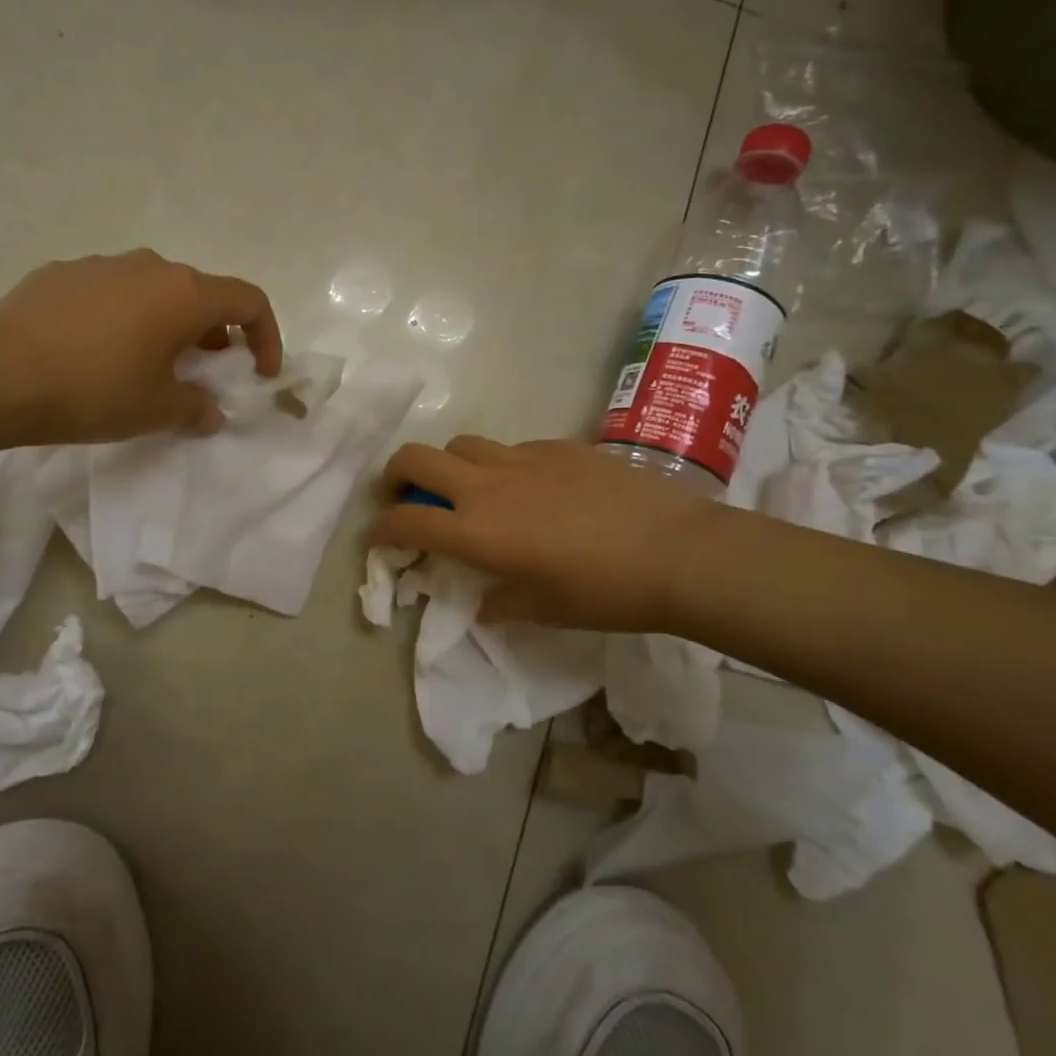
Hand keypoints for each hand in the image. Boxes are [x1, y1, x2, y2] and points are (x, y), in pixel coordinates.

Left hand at [0, 250, 282, 445]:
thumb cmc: (95, 391)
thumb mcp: (157, 410)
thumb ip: (197, 408)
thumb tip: (210, 412)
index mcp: (183, 293)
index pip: (248, 300)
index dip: (266, 336)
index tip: (260, 373)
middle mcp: (149, 266)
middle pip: (199, 294)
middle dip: (212, 334)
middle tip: (201, 373)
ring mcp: (101, 264)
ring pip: (152, 290)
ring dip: (165, 323)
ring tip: (147, 363)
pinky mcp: (60, 273)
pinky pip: (109, 293)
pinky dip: (121, 318)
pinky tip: (95, 352)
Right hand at [369, 437, 724, 632]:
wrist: (678, 551)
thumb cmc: (606, 592)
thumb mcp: (546, 609)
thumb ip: (503, 603)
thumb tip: (485, 604)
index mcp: (477, 532)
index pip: (406, 522)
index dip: (380, 530)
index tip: (377, 539)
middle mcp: (487, 487)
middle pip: (416, 458)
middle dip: (395, 475)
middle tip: (404, 495)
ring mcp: (523, 459)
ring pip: (462, 445)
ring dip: (450, 466)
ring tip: (469, 490)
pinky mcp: (558, 447)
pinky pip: (512, 448)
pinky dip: (502, 465)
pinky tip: (531, 488)